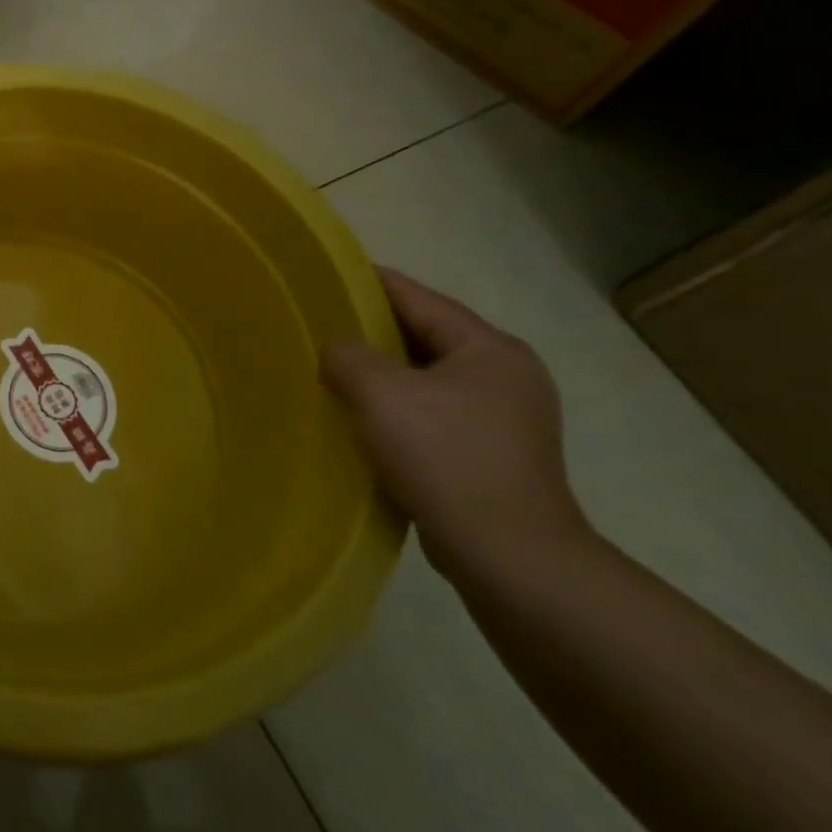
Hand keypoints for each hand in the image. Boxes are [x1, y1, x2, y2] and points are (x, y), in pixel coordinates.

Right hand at [320, 267, 589, 578]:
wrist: (510, 556)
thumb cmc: (446, 457)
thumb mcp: (382, 393)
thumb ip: (349, 356)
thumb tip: (337, 349)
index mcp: (490, 349)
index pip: (421, 299)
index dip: (373, 283)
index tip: (330, 274)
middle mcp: (506, 376)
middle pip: (427, 337)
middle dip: (373, 332)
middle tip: (322, 326)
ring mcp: (506, 419)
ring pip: (428, 379)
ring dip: (384, 376)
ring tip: (334, 373)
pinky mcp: (494, 456)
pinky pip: (434, 415)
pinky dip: (399, 410)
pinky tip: (365, 421)